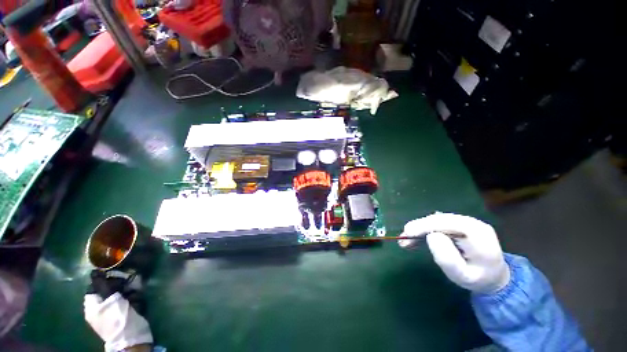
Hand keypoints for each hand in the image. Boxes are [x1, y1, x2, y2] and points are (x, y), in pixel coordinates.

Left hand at [85, 271, 152, 351]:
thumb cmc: (117, 317)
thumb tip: (94, 270)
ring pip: (121, 293)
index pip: (95, 285)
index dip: (106, 279)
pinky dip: (133, 298)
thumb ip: (102, 284)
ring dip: (129, 291)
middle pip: (109, 289)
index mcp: (92, 304)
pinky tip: (138, 300)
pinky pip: (127, 300)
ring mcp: (112, 311)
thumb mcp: (109, 299)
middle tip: (129, 284)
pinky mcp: (124, 313)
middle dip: (121, 285)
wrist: (132, 336)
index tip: (117, 275)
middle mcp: (100, 307)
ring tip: (135, 294)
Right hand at [399, 213, 509, 293]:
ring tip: (405, 239)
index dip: (425, 225)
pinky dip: (424, 229)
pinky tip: (414, 237)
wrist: (493, 277)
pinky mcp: (458, 224)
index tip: (408, 233)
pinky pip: (437, 223)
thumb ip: (448, 259)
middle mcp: (472, 222)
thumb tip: (431, 236)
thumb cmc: (478, 280)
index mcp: (478, 234)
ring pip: (436, 220)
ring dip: (419, 228)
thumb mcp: (463, 276)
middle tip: (403, 238)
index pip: (447, 223)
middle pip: (439, 219)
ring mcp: (465, 222)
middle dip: (418, 227)